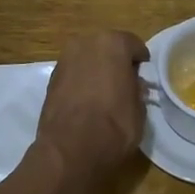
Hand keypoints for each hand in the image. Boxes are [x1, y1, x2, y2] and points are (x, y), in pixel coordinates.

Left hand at [36, 31, 149, 174]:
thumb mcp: (139, 109)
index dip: (140, 61)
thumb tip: (133, 84)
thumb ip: (137, 89)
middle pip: (107, 48)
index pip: (133, 44)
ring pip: (88, 59)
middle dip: (115, 62)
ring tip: (104, 93)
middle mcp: (86, 43)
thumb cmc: (114, 125)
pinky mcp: (50, 79)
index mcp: (113, 44)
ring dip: (96, 71)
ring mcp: (65, 60)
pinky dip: (81, 82)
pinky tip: (86, 101)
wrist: (69, 150)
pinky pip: (74, 74)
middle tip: (124, 82)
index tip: (143, 75)